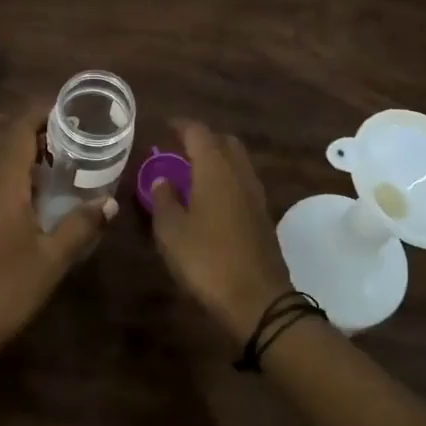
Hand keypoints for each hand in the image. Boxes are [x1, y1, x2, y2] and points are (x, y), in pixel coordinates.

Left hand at [0, 109, 114, 371]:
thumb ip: (81, 225)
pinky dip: (6, 168)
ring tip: (52, 159)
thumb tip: (110, 201)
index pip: (19, 129)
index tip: (70, 108)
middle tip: (68, 136)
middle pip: (3, 137)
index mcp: (2, 182)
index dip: (42, 112)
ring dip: (18, 148)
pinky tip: (28, 192)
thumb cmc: (4, 289)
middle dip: (34, 128)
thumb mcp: (52, 259)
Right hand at [148, 121, 294, 342]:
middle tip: (179, 147)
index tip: (165, 125)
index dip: (181, 125)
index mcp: (215, 169)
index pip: (199, 132)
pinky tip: (210, 198)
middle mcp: (239, 174)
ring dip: (217, 158)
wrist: (258, 301)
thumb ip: (164, 200)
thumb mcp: (171, 232)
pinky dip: (226, 178)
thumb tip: (162, 179)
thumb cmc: (207, 260)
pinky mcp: (263, 215)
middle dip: (203, 138)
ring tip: (192, 171)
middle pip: (224, 141)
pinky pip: (242, 182)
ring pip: (237, 161)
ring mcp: (255, 195)